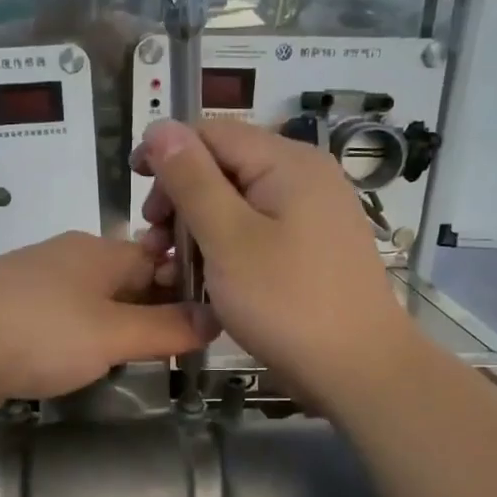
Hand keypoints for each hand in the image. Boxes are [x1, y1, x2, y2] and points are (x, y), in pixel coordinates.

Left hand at [0, 231, 219, 425]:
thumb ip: (166, 328)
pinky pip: (57, 329)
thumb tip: (215, 317)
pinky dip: (76, 346)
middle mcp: (65, 262)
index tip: (209, 322)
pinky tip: (85, 369)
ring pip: (88, 308)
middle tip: (182, 350)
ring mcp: (31, 291)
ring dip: (113, 332)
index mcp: (96, 251)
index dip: (184, 288)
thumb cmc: (39, 332)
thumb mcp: (113, 332)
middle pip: (122, 283)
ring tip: (141, 363)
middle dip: (150, 312)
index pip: (156, 259)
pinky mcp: (6, 321)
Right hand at [132, 119, 415, 412]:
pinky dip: (225, 246)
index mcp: (287, 162)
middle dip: (180, 198)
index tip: (136, 194)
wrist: (359, 369)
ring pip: (238, 202)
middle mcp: (304, 176)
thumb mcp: (228, 238)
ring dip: (198, 228)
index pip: (211, 134)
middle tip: (155, 244)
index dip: (167, 154)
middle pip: (225, 166)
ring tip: (173, 267)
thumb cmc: (287, 302)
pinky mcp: (311, 246)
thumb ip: (192, 180)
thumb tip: (161, 127)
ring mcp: (312, 213)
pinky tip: (206, 277)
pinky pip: (257, 230)